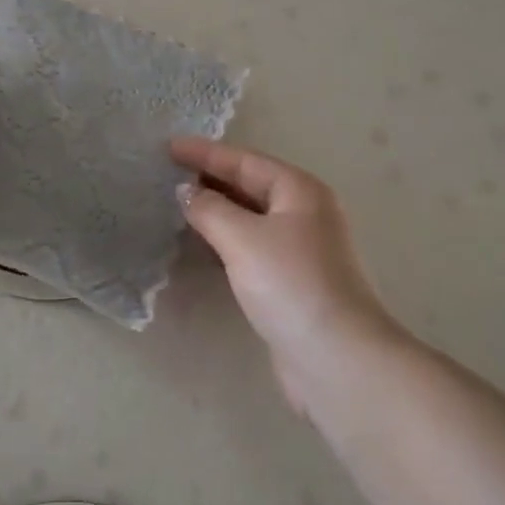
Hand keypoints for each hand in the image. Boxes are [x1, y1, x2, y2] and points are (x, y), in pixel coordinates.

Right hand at [172, 137, 399, 409]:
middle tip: (168, 174)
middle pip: (250, 185)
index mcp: (300, 191)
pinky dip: (226, 240)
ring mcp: (302, 248)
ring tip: (178, 205)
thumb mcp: (243, 238)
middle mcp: (305, 213)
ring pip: (250, 218)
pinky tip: (202, 245)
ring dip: (217, 210)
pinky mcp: (293, 281)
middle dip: (210, 179)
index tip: (168, 147)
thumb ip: (209, 209)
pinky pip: (252, 246)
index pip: (245, 161)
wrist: (336, 357)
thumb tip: (186, 191)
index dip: (205, 153)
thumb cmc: (290, 283)